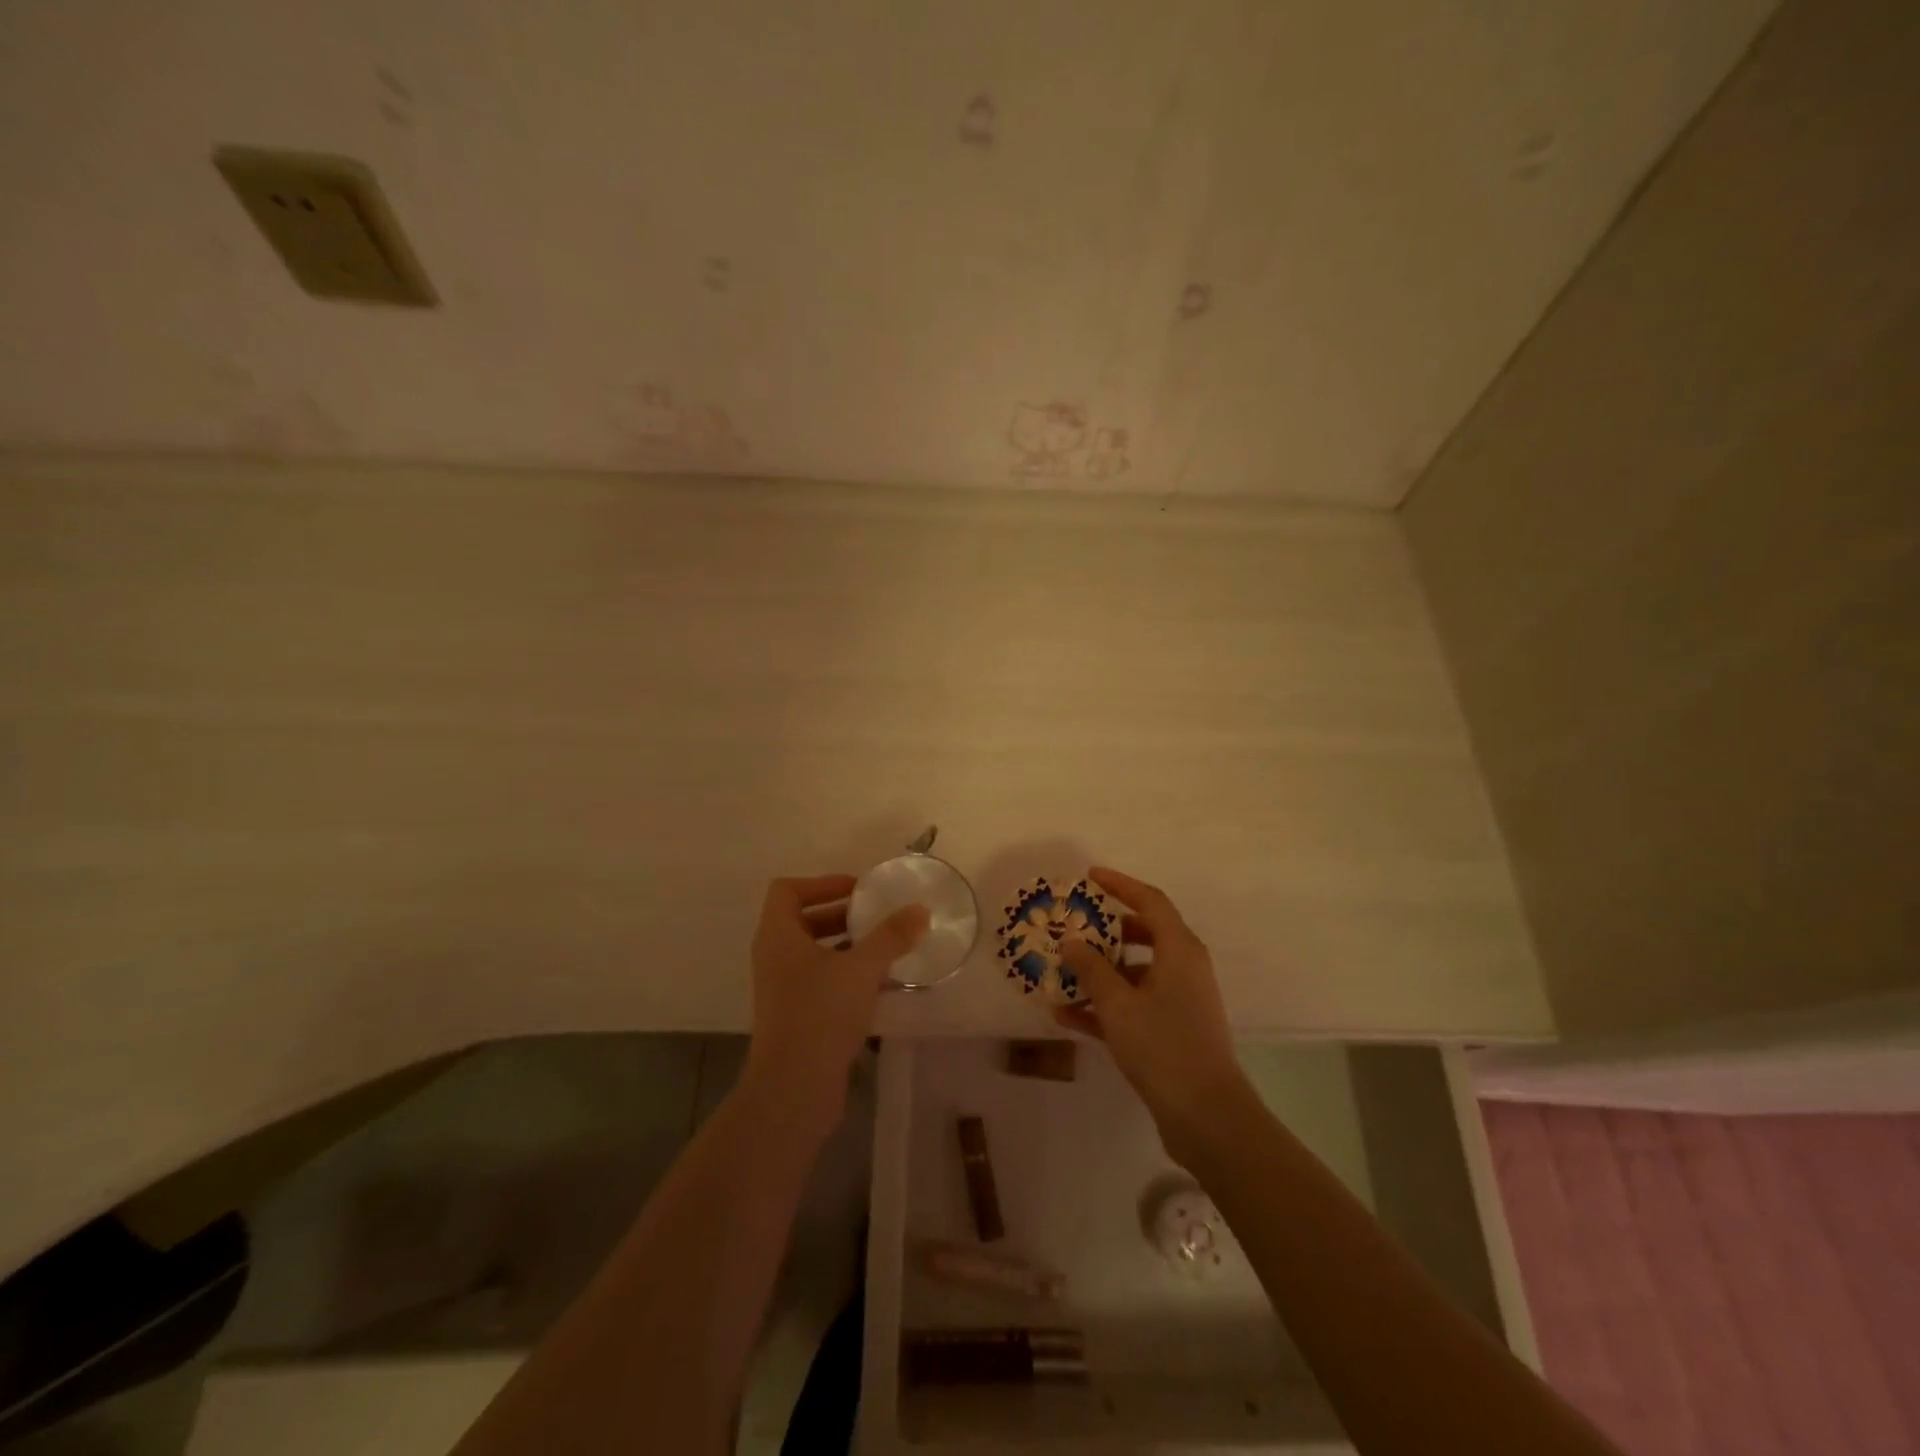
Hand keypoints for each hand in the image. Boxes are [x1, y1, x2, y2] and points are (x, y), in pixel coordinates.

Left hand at [744, 874, 929, 1137]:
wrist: (793, 1090)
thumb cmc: (820, 1015)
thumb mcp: (861, 969)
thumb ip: (891, 936)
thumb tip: (920, 909)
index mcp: (777, 936)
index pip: (787, 890)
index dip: (821, 883)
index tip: (857, 890)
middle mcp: (774, 957)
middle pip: (802, 919)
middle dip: (840, 914)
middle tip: (876, 916)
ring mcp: (782, 989)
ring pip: (813, 953)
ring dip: (846, 945)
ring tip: (884, 947)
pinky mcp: (795, 1016)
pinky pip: (820, 981)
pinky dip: (846, 974)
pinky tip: (880, 985)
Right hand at [1056, 866, 1249, 1161]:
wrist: (1206, 1117)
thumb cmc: (1163, 1046)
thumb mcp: (1118, 1005)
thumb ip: (1091, 969)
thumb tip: (1071, 942)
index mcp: (1180, 950)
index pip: (1150, 901)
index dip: (1120, 885)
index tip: (1090, 877)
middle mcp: (1185, 968)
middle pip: (1143, 934)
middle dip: (1106, 930)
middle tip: (1073, 926)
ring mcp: (1181, 1001)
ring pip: (1136, 972)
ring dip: (1101, 972)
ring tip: (1062, 974)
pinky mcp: (1174, 1030)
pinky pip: (1135, 1004)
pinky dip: (1107, 1005)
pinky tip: (1068, 1016)